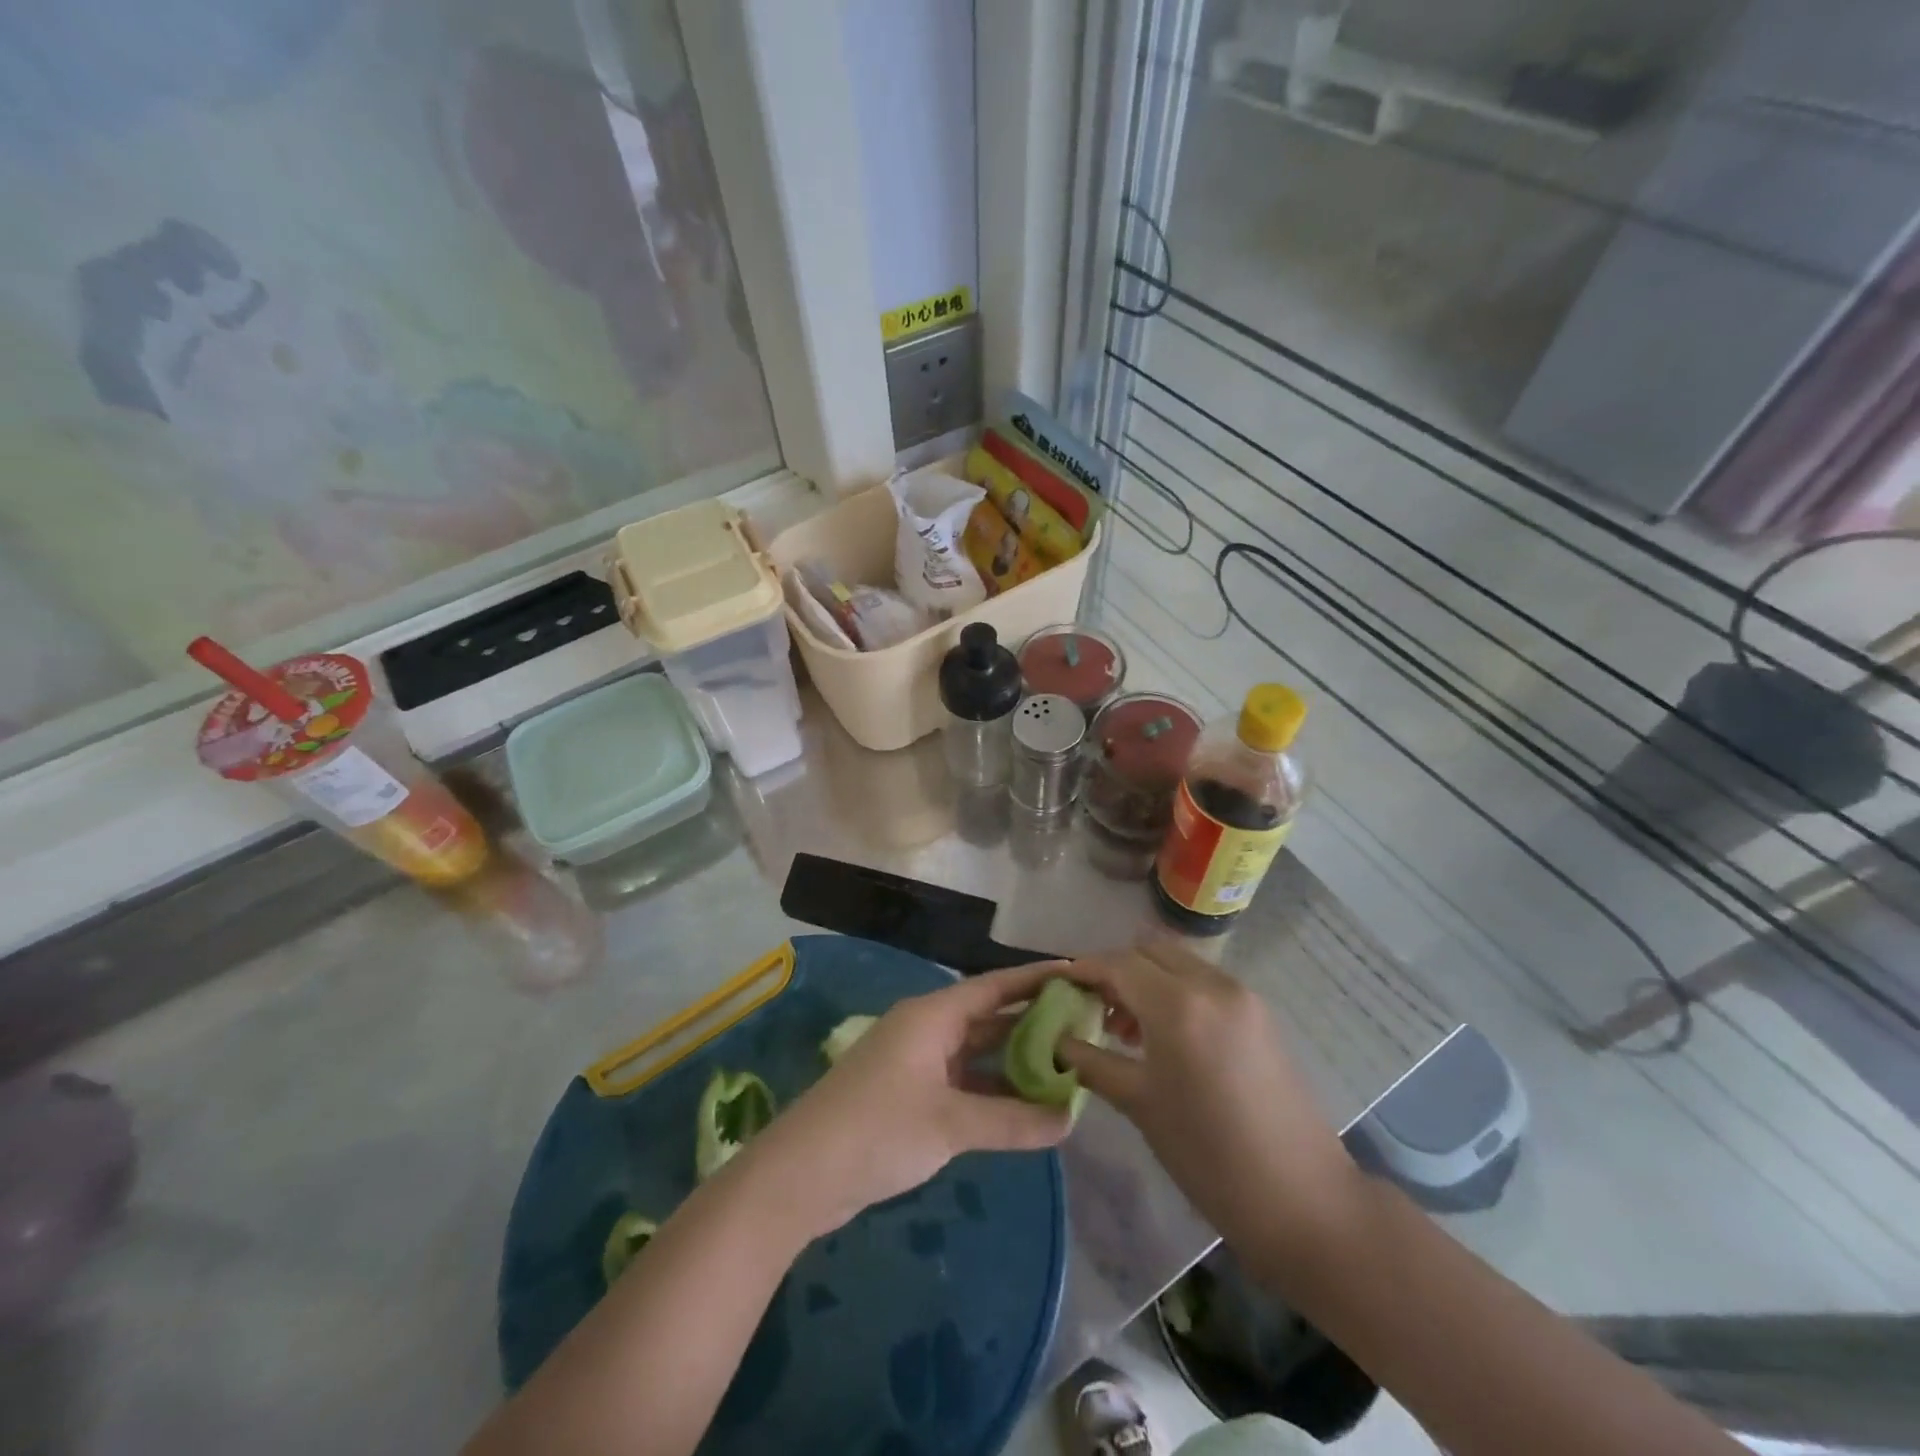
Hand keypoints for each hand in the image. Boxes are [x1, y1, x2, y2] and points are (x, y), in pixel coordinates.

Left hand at [742, 965, 1072, 1241]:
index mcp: (933, 1016)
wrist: (800, 1175)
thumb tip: (1070, 1119)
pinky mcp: (909, 1094)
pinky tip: (1024, 1106)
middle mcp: (926, 1029)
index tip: (1078, 975)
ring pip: (976, 1052)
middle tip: (1083, 1026)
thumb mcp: (950, 1124)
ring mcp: (916, 1062)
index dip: (1036, 979)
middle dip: (1033, 1023)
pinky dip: (992, 1089)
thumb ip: (1012, 1120)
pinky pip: (962, 1081)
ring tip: (1065, 1067)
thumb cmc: (878, 1129)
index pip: (995, 986)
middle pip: (988, 1017)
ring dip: (1014, 1061)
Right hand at [1057, 939, 1362, 1265]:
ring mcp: (1241, 995)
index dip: (1084, 970)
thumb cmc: (1208, 1155)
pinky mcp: (1259, 1013)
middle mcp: (1211, 984)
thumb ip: (1093, 1061)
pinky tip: (1166, 1036)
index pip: (1118, 964)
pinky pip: (1204, 982)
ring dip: (1147, 979)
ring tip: (1127, 1028)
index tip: (1061, 986)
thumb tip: (1058, 1040)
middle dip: (1116, 970)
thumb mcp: (1140, 1105)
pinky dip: (1176, 991)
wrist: (1303, 1199)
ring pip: (1179, 962)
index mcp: (1178, 1005)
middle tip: (1095, 1008)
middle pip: (1149, 950)